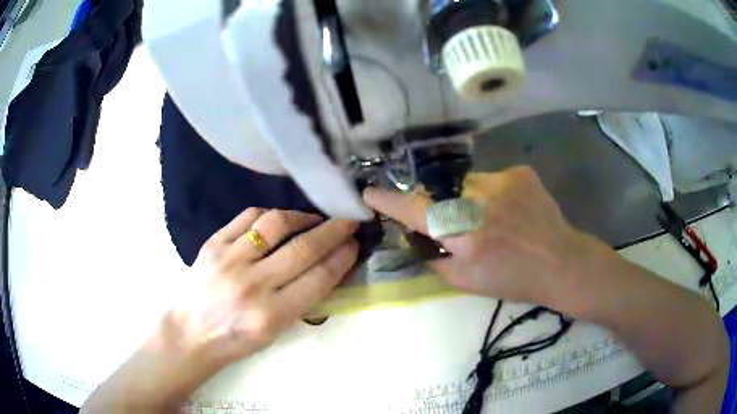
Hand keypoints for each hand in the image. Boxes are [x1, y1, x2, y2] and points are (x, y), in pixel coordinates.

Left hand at [82, 209, 359, 411]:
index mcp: (271, 315)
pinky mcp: (213, 244)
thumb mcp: (275, 332)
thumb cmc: (236, 339)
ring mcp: (229, 260)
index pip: (319, 278)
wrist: (191, 332)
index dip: (343, 257)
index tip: (354, 243)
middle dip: (334, 230)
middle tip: (348, 221)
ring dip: (302, 217)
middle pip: (303, 248)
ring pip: (276, 224)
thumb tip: (327, 266)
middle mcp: (252, 285)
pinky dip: (269, 215)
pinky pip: (247, 217)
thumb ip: (301, 299)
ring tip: (313, 219)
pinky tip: (278, 220)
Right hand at [363, 167, 600, 307]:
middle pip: (440, 191)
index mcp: (465, 236)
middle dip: (439, 204)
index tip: (370, 193)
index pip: (415, 211)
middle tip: (458, 223)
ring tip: (491, 218)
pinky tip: (511, 210)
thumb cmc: (513, 280)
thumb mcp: (466, 282)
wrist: (561, 263)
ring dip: (468, 198)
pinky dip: (492, 193)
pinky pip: (491, 178)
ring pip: (466, 182)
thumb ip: (434, 258)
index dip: (389, 202)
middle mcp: (480, 202)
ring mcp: (503, 182)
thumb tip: (414, 235)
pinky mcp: (520, 173)